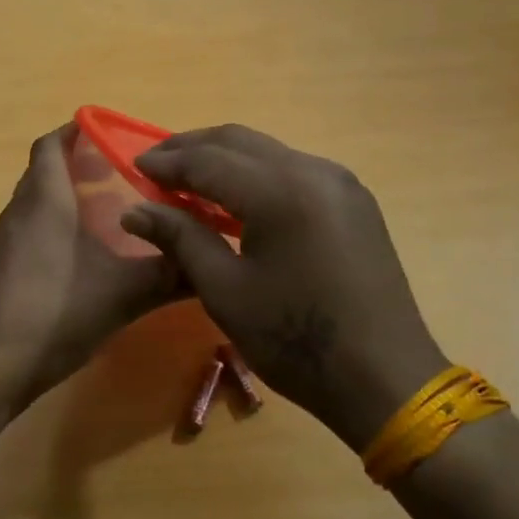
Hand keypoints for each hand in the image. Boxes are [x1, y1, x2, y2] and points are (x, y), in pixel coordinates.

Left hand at [0, 124, 184, 404]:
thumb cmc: (56, 312)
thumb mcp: (123, 293)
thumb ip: (169, 275)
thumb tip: (212, 262)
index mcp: (45, 200)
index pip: (51, 145)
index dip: (76, 131)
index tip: (111, 133)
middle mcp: (20, 211)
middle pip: (45, 170)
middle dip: (80, 164)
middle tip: (124, 173)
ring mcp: (7, 240)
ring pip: (38, 200)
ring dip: (69, 196)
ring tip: (113, 210)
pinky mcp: (3, 267)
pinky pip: (32, 227)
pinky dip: (57, 224)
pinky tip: (87, 253)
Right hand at [122, 124, 448, 451]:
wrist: (385, 378)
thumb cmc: (295, 340)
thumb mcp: (225, 291)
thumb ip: (180, 238)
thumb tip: (133, 210)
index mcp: (280, 192)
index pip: (208, 160)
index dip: (167, 162)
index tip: (134, 166)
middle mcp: (313, 171)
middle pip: (239, 141)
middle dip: (192, 147)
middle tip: (156, 165)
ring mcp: (339, 182)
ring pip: (268, 150)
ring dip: (224, 157)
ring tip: (189, 178)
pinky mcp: (353, 199)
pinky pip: (292, 168)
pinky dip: (256, 172)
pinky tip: (237, 196)